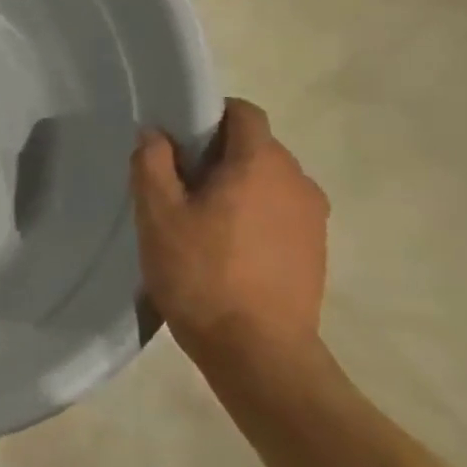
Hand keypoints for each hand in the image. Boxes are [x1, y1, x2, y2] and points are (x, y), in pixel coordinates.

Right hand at [131, 99, 329, 381]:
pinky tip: (225, 249)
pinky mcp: (315, 249)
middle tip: (177, 186)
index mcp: (261, 163)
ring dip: (235, 187)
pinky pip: (279, 212)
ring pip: (267, 181)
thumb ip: (152, 163)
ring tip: (199, 222)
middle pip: (255, 146)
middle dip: (216, 155)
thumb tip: (156, 134)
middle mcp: (297, 180)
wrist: (259, 353)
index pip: (242, 112)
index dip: (207, 116)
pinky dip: (252, 215)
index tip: (176, 142)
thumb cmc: (202, 274)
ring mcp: (313, 217)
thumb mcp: (157, 214)